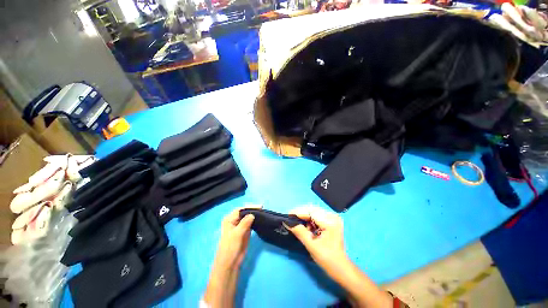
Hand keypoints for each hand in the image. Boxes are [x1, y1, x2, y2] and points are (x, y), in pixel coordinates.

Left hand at [214, 206, 258, 269]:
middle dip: (253, 210)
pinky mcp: (245, 231)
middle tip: (263, 209)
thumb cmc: (230, 247)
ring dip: (255, 215)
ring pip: (249, 217)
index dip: (250, 207)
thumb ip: (245, 223)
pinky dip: (256, 221)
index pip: (241, 209)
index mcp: (230, 219)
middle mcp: (235, 220)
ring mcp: (240, 226)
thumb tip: (252, 214)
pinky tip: (261, 219)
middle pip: (245, 212)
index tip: (259, 207)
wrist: (230, 263)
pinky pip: (251, 223)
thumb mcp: (237, 234)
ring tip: (263, 213)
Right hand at [286, 206, 392, 307]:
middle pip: (312, 210)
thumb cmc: (327, 259)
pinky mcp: (331, 220)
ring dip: (305, 217)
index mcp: (330, 222)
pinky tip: (307, 227)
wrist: (341, 268)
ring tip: (299, 225)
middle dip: (301, 214)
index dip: (298, 212)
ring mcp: (333, 217)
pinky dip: (310, 220)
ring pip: (314, 212)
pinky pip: (317, 216)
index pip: (310, 211)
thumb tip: (287, 222)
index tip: (287, 215)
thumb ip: (299, 232)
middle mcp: (332, 216)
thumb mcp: (311, 245)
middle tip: (291, 219)